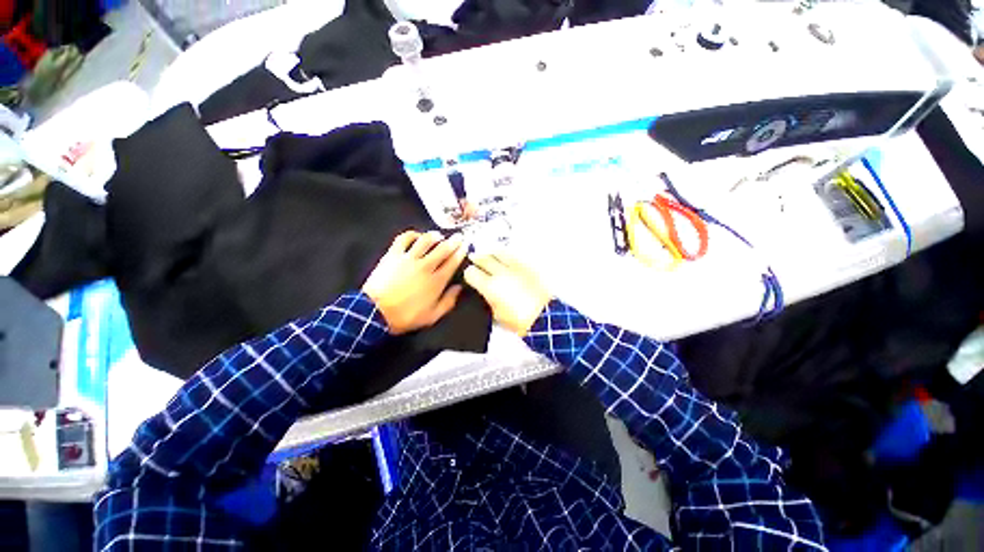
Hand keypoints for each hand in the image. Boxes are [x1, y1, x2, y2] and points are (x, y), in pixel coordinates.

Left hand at [363, 231, 466, 334]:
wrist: (374, 312)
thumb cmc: (406, 316)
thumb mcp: (432, 316)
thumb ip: (448, 301)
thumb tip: (458, 288)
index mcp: (436, 281)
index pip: (452, 262)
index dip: (460, 253)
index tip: (465, 246)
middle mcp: (425, 266)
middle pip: (442, 249)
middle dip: (453, 241)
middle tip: (459, 236)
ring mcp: (408, 258)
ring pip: (425, 241)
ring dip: (435, 236)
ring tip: (439, 236)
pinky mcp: (393, 255)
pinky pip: (404, 239)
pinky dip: (412, 234)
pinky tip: (417, 235)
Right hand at [463, 251, 551, 336]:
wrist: (544, 316)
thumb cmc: (522, 320)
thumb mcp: (497, 314)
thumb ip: (489, 300)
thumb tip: (487, 293)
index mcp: (491, 287)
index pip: (471, 272)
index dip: (468, 273)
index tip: (469, 274)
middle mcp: (501, 273)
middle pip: (483, 258)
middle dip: (476, 258)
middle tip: (474, 258)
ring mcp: (515, 268)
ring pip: (498, 252)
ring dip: (490, 252)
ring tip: (488, 253)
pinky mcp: (527, 267)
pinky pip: (513, 255)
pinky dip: (506, 254)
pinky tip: (505, 256)